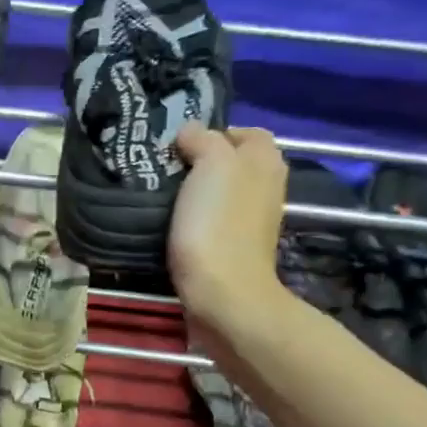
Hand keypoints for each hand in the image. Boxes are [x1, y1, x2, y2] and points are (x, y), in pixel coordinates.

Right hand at [168, 124, 290, 334]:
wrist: (222, 295)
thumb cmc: (217, 224)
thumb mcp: (212, 163)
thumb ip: (203, 139)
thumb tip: (190, 134)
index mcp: (265, 161)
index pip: (244, 132)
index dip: (213, 133)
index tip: (179, 147)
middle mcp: (265, 187)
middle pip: (230, 163)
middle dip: (200, 163)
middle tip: (164, 169)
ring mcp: (250, 221)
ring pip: (219, 193)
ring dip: (193, 194)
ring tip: (161, 196)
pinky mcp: (232, 248)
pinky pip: (211, 222)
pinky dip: (194, 221)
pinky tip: (171, 226)